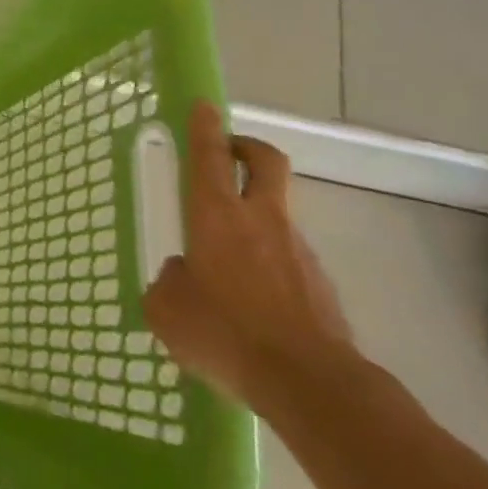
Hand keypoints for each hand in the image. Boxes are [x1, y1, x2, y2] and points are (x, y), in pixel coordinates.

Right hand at [143, 102, 357, 413]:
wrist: (311, 383)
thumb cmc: (225, 333)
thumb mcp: (167, 308)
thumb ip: (169, 281)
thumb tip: (184, 275)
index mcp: (216, 217)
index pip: (208, 157)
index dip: (204, 127)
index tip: (203, 105)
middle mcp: (261, 221)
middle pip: (264, 162)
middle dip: (246, 147)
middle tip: (226, 152)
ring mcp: (297, 250)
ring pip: (276, 212)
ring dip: (253, 215)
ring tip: (224, 258)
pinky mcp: (320, 284)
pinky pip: (287, 257)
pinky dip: (267, 262)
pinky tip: (250, 301)